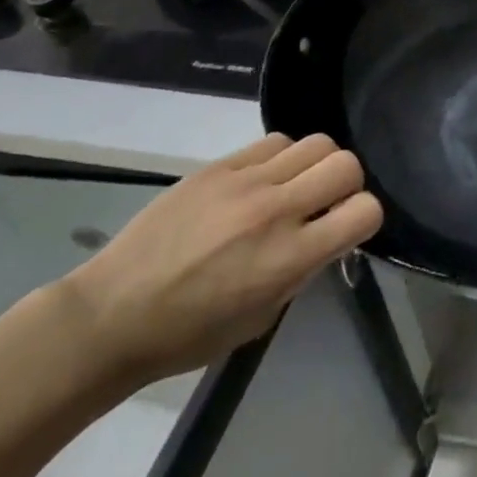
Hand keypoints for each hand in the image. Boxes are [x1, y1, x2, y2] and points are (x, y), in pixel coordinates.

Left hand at [57, 133, 382, 387]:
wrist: (110, 316)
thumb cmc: (188, 335)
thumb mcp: (262, 317)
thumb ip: (303, 270)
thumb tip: (325, 236)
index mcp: (290, 258)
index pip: (365, 210)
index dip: (366, 217)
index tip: (347, 228)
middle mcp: (276, 211)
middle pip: (346, 164)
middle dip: (348, 183)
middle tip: (325, 203)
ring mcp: (245, 183)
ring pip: (316, 142)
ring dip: (316, 164)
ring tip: (295, 186)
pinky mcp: (218, 167)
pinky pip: (273, 142)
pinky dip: (281, 157)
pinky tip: (264, 179)